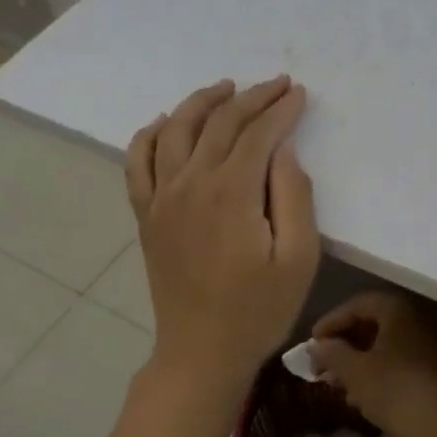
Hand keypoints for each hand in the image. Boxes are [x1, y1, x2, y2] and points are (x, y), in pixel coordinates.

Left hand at [125, 77, 320, 401]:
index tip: (299, 93)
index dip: (280, 108)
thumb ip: (294, 196)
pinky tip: (163, 123)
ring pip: (175, 130)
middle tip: (276, 85)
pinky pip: (138, 162)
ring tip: (224, 88)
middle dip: (251, 97)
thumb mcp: (298, 258)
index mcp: (231, 192)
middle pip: (219, 123)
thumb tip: (283, 149)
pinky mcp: (146, 215)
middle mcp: (190, 183)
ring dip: (200, 103)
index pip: (257, 132)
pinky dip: (149, 135)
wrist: (201, 352)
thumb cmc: (259, 310)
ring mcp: (161, 198)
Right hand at [309, 291, 436, 436]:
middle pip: (376, 323)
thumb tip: (318, 345)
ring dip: (365, 360)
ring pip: (393, 343)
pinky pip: (410, 358)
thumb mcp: (355, 373)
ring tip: (343, 387)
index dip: (330, 323)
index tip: (312, 346)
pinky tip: (370, 395)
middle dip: (347, 346)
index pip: (357, 304)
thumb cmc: (397, 393)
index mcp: (401, 307)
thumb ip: (331, 353)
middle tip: (325, 368)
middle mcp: (425, 314)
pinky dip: (387, 369)